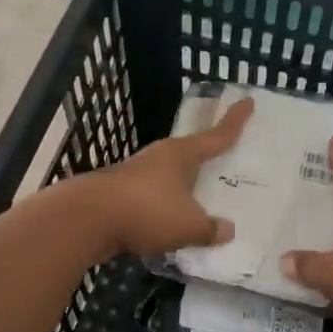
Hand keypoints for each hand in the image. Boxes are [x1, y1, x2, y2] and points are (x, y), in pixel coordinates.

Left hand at [86, 96, 252, 257]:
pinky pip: (152, 200)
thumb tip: (227, 229)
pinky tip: (169, 226)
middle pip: (189, 155)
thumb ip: (210, 228)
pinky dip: (163, 210)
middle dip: (205, 160)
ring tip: (199, 203)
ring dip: (182, 189)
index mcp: (180, 155)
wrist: (85, 220)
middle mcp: (158, 158)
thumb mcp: (188, 225)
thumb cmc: (146, 211)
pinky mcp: (118, 196)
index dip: (234, 122)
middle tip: (223, 162)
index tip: (247, 101)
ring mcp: (135, 175)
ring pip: (168, 179)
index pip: (215, 135)